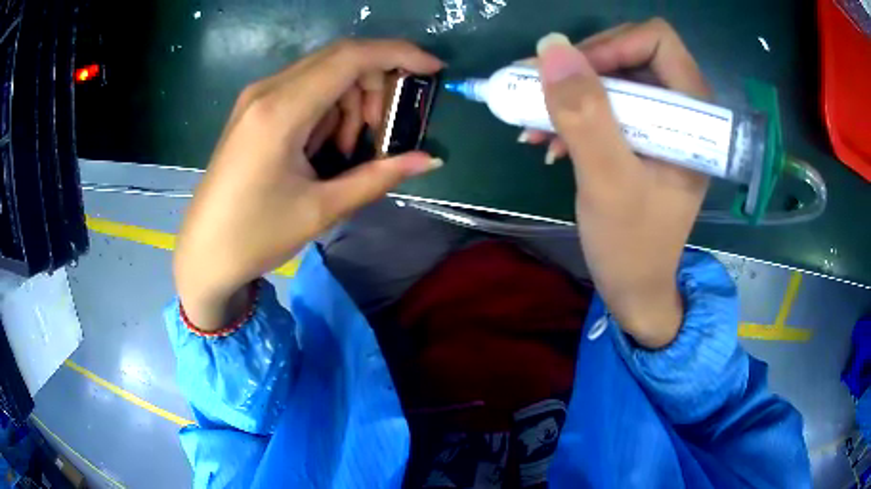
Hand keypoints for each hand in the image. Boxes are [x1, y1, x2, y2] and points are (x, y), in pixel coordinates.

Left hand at [174, 40, 443, 330]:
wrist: (204, 254)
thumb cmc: (256, 237)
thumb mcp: (321, 210)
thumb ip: (378, 177)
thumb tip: (428, 159)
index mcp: (281, 110)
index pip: (351, 57)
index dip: (399, 54)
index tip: (434, 69)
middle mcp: (267, 90)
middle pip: (341, 58)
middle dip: (376, 84)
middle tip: (384, 130)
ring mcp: (257, 97)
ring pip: (324, 73)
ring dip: (351, 100)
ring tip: (348, 150)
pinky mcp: (254, 109)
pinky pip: (305, 89)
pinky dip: (328, 109)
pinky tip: (323, 146)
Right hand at [533, 20, 709, 347]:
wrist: (635, 287)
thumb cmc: (632, 245)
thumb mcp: (607, 181)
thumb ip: (584, 113)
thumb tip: (551, 46)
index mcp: (695, 114)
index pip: (656, 40)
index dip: (611, 46)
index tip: (571, 76)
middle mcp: (682, 108)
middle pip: (629, 51)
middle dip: (580, 70)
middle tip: (539, 94)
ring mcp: (660, 120)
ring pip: (611, 75)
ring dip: (569, 93)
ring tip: (534, 125)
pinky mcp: (641, 134)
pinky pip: (605, 101)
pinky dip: (573, 113)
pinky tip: (548, 140)